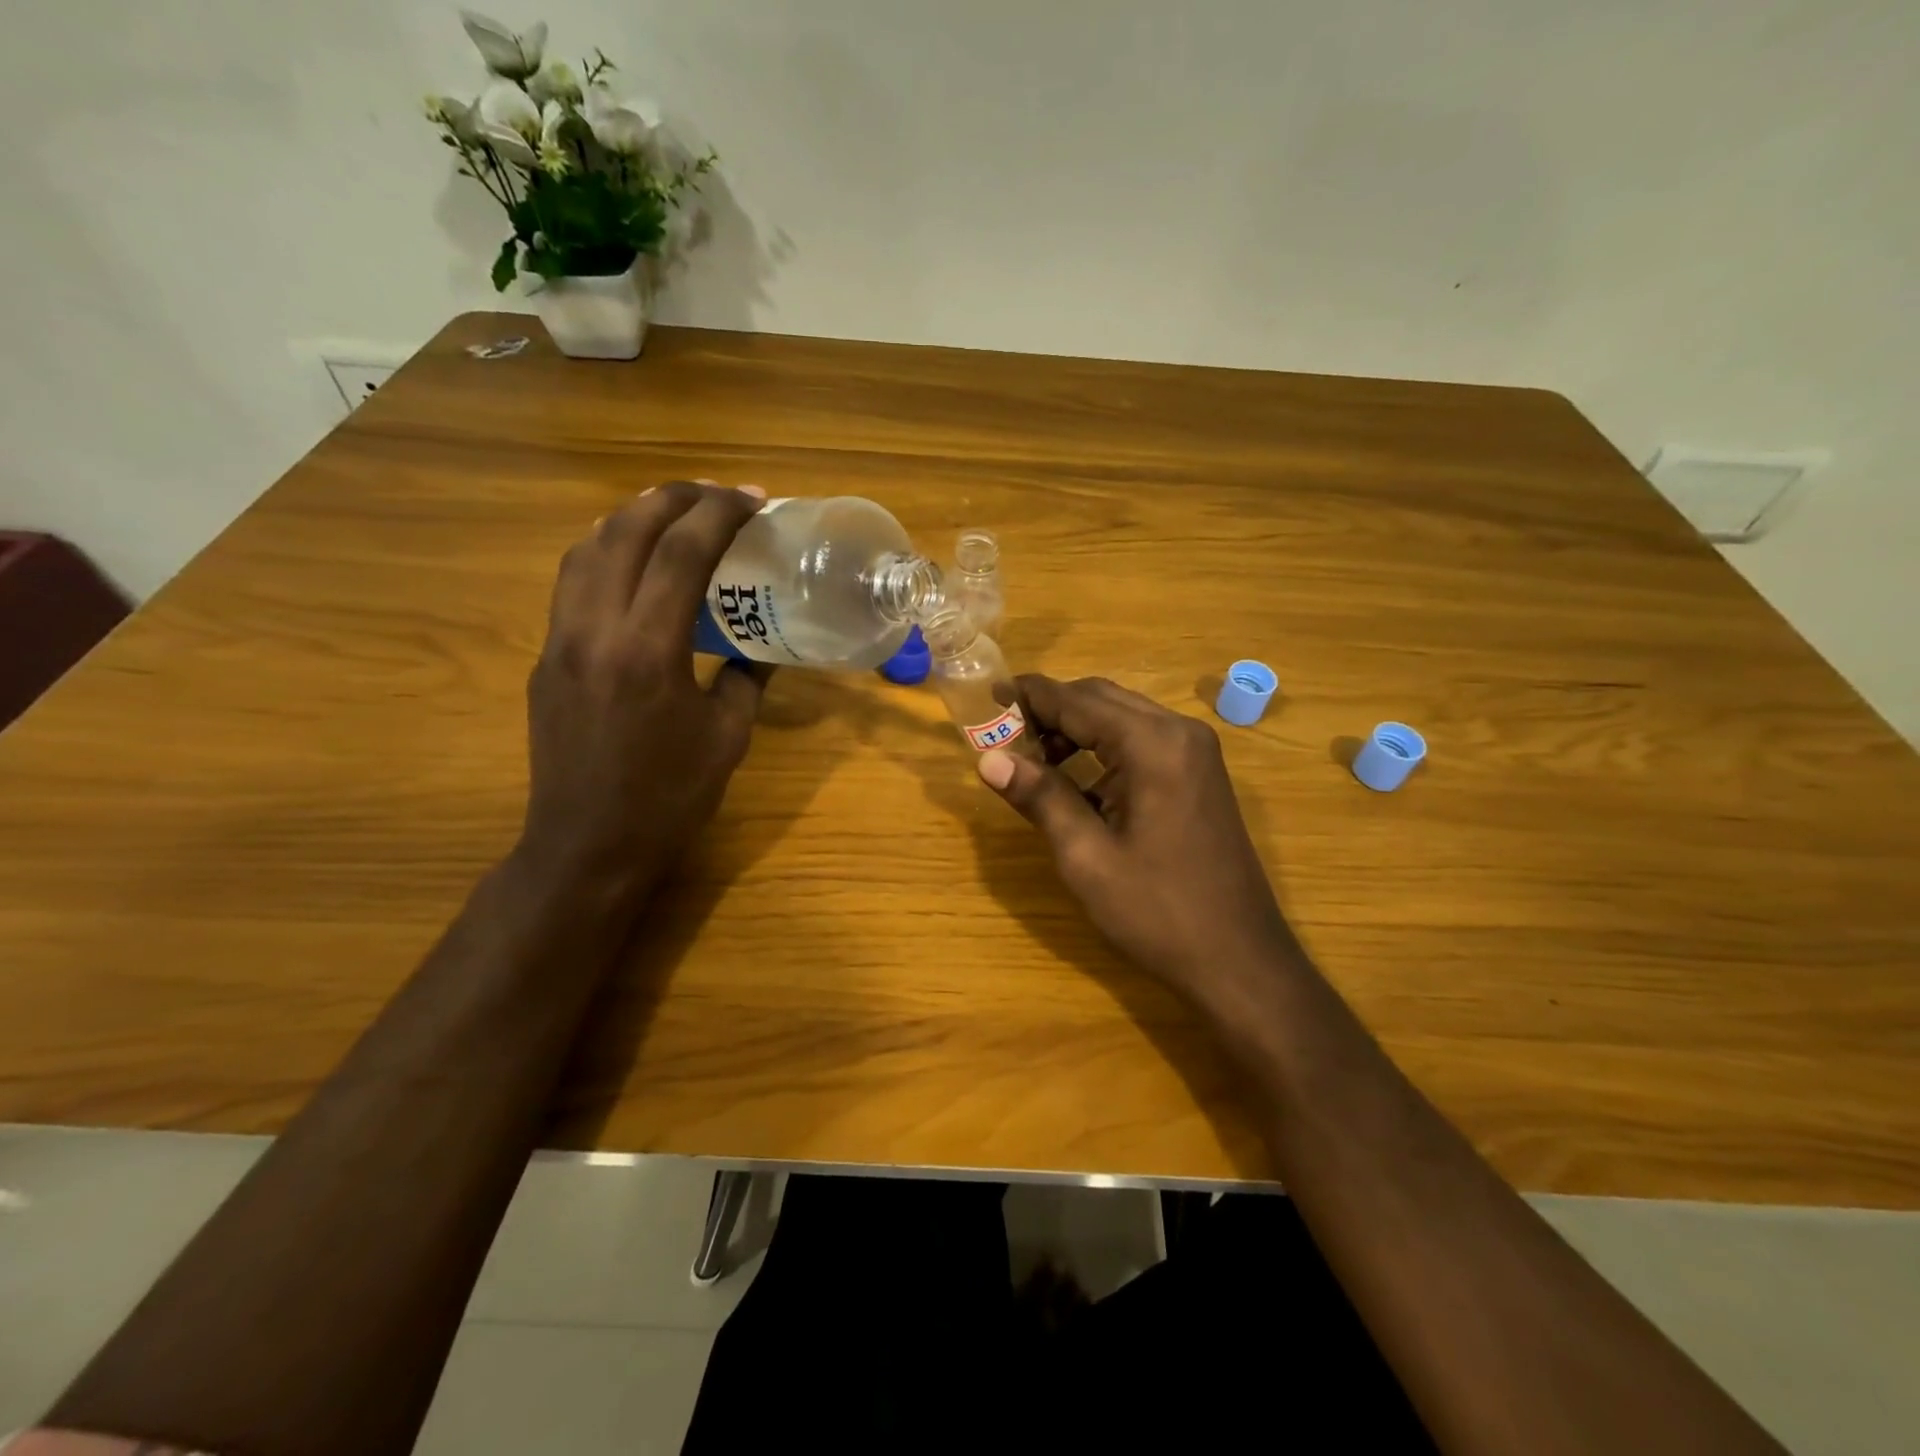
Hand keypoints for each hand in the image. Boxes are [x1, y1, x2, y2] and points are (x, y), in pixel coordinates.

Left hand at [515, 481, 770, 907]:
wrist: (589, 846)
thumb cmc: (670, 797)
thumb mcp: (728, 737)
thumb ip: (747, 679)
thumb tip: (762, 647)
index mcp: (648, 651)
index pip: (682, 553)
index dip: (720, 514)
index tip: (752, 499)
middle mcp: (595, 631)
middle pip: (625, 531)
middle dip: (673, 498)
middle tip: (715, 494)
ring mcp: (561, 641)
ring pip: (586, 549)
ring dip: (631, 518)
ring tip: (671, 513)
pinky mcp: (546, 658)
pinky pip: (572, 584)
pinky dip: (604, 553)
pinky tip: (631, 564)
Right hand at [977, 675, 1296, 1008]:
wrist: (1240, 960)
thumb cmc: (1158, 912)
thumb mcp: (1087, 857)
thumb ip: (1040, 797)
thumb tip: (988, 759)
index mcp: (1153, 744)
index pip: (1076, 701)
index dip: (1029, 696)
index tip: (987, 697)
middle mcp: (1179, 732)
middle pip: (1101, 699)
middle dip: (1051, 711)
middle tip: (1005, 736)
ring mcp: (1195, 753)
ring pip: (1121, 718)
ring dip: (1076, 729)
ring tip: (1033, 763)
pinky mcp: (1199, 774)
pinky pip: (1141, 742)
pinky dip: (1103, 749)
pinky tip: (1076, 782)